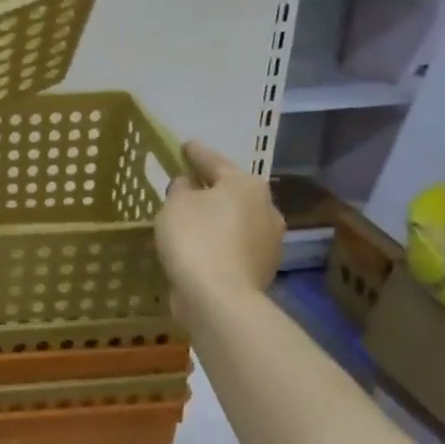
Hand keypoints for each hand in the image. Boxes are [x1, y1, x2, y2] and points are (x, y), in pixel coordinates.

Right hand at [155, 140, 283, 318]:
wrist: (219, 297)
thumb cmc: (195, 238)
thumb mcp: (176, 204)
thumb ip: (181, 188)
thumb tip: (189, 185)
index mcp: (246, 185)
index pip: (214, 161)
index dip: (195, 153)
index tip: (184, 146)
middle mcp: (266, 208)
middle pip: (232, 191)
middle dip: (211, 188)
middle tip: (187, 185)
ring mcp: (269, 241)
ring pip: (236, 220)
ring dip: (217, 218)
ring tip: (191, 220)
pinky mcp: (262, 268)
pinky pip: (234, 245)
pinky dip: (219, 242)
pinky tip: (201, 247)